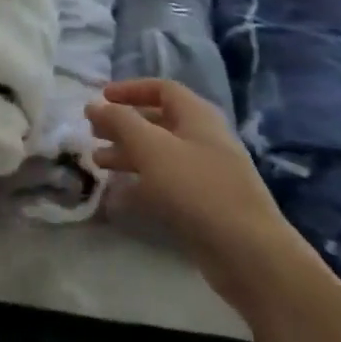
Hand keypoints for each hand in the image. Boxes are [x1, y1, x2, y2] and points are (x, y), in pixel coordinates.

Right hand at [87, 80, 307, 312]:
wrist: (248, 253)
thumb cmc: (197, 188)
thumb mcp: (151, 148)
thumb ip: (120, 122)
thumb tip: (94, 104)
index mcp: (197, 116)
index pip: (161, 89)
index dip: (130, 90)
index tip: (101, 100)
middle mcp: (203, 139)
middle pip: (158, 122)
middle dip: (123, 125)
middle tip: (92, 133)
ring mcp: (205, 173)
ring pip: (159, 155)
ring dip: (127, 154)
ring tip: (98, 163)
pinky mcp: (203, 204)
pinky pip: (166, 184)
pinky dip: (141, 185)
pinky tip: (117, 197)